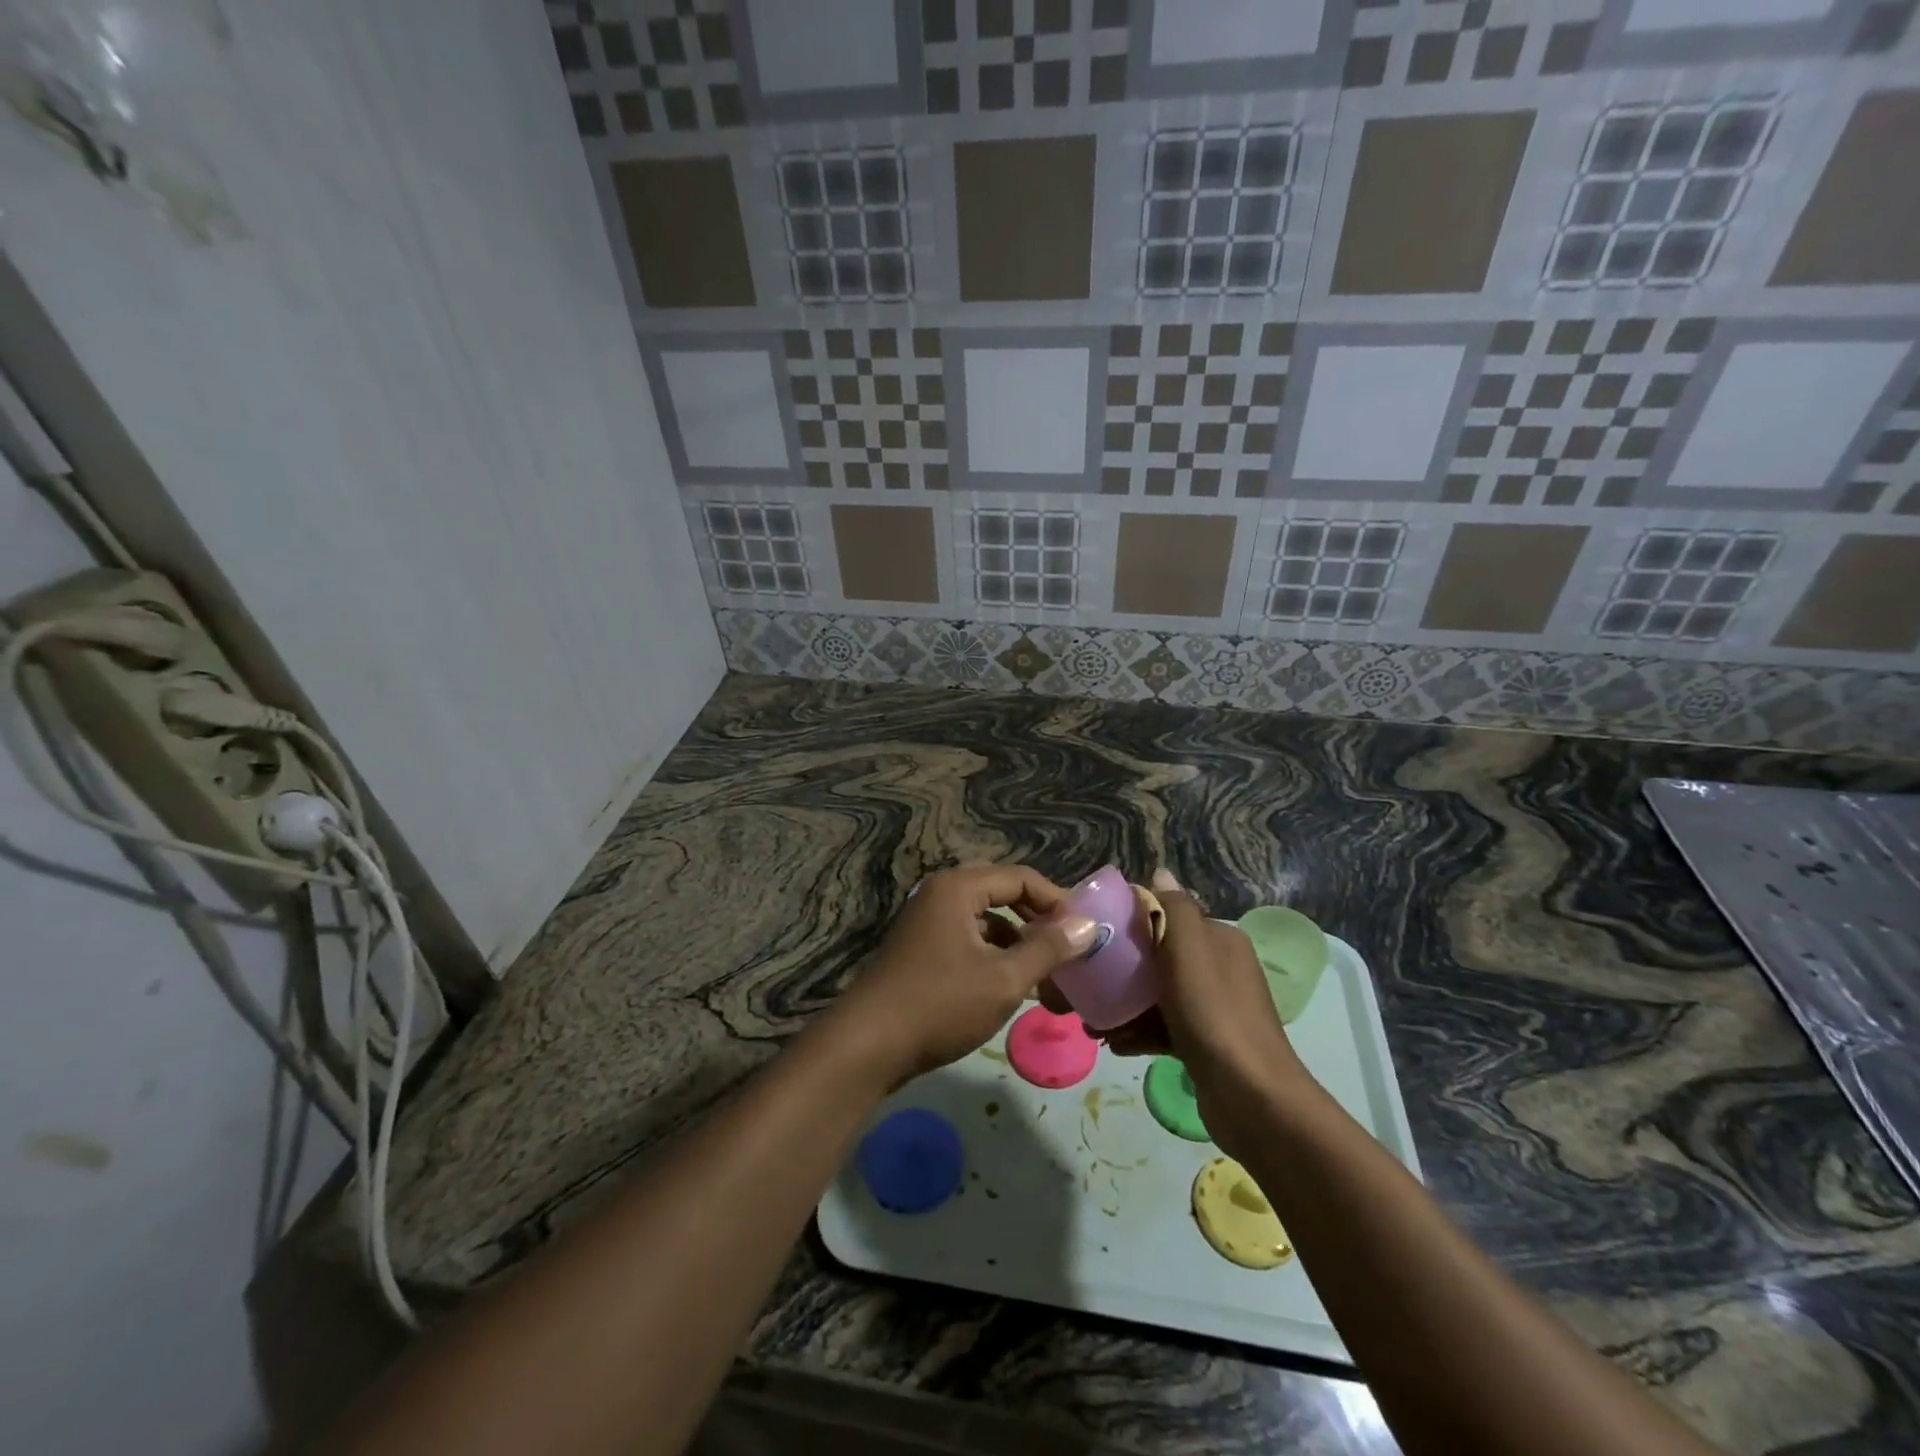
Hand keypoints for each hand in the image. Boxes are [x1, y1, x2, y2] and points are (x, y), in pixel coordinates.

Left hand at [821, 865, 1097, 1088]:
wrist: (868, 1045)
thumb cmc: (941, 1004)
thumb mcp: (1004, 979)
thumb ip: (1047, 949)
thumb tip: (1085, 926)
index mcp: (958, 888)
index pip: (1021, 878)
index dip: (1057, 900)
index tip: (1085, 930)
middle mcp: (941, 894)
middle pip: (1003, 894)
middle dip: (1038, 920)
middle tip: (1069, 948)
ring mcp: (928, 922)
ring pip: (986, 921)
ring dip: (1018, 942)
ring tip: (1048, 974)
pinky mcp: (922, 949)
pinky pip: (969, 940)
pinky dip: (995, 956)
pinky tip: (1012, 986)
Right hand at [1060, 870, 1317, 1156]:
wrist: (1251, 1097)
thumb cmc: (1213, 1013)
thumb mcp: (1190, 950)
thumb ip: (1175, 908)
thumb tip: (1160, 871)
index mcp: (1219, 939)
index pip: (1169, 916)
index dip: (1131, 922)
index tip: (1095, 935)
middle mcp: (1219, 968)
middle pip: (1159, 957)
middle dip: (1122, 970)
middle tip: (1086, 983)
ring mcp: (1213, 1008)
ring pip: (1157, 995)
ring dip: (1124, 1005)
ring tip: (1092, 1022)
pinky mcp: (1205, 1044)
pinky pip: (1163, 1027)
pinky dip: (1138, 1032)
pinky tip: (1114, 1043)